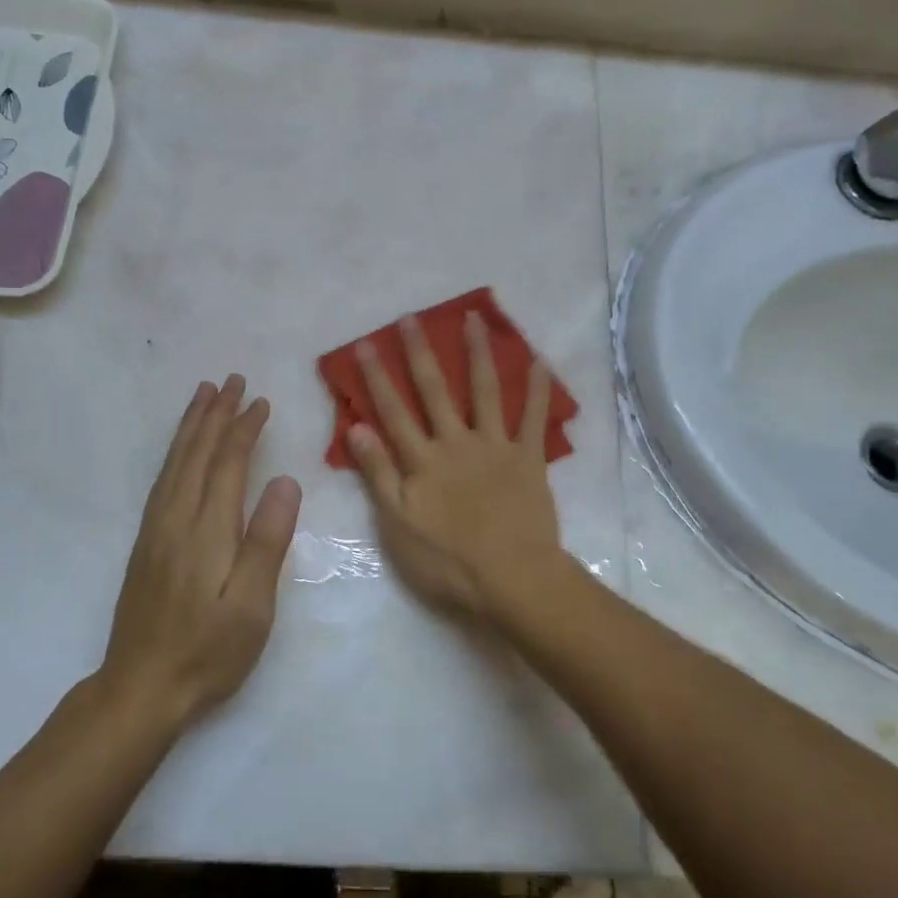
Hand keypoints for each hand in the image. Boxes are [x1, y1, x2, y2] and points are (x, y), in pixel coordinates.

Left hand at [101, 377, 302, 729]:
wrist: (140, 688)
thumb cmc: (208, 651)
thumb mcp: (252, 606)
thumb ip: (268, 540)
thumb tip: (286, 481)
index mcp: (207, 530)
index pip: (228, 464)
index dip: (244, 429)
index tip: (260, 401)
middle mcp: (176, 519)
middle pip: (196, 454)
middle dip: (215, 414)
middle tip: (231, 381)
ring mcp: (155, 530)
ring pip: (175, 463)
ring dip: (191, 426)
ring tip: (203, 396)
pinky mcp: (146, 543)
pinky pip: (162, 480)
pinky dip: (175, 453)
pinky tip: (181, 451)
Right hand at [347, 311, 563, 623]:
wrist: (511, 579)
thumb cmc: (447, 561)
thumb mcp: (398, 523)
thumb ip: (379, 473)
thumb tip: (358, 427)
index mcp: (422, 460)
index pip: (393, 412)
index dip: (377, 378)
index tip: (366, 344)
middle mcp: (456, 442)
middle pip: (435, 391)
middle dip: (420, 353)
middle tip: (411, 318)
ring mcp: (495, 446)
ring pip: (484, 391)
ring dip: (477, 353)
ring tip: (473, 318)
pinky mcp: (528, 458)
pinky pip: (534, 418)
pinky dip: (537, 389)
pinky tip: (539, 360)